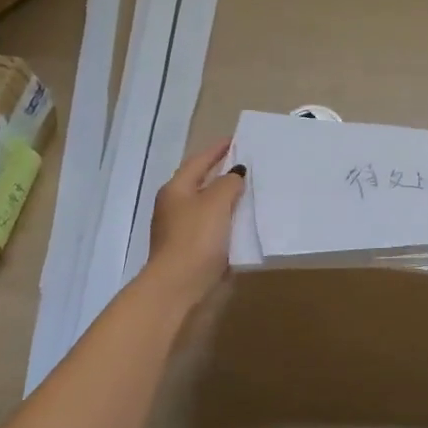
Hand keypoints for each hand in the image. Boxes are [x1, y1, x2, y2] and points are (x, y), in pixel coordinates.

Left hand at [144, 140, 246, 301]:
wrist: (178, 288)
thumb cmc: (196, 239)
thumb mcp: (216, 202)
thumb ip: (229, 182)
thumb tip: (236, 173)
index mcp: (176, 189)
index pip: (199, 161)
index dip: (218, 149)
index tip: (238, 139)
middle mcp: (175, 207)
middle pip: (201, 183)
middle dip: (223, 173)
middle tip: (249, 165)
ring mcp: (180, 230)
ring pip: (208, 207)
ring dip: (227, 199)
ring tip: (253, 192)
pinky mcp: (191, 251)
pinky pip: (213, 228)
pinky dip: (228, 221)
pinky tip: (244, 223)